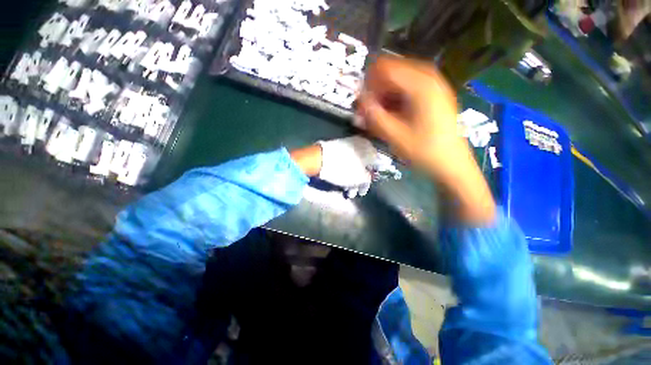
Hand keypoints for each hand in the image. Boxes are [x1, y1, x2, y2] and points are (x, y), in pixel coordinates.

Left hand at [317, 136, 376, 197]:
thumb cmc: (344, 169)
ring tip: (348, 192)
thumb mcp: (361, 178)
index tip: (370, 185)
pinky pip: (346, 161)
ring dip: (352, 180)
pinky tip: (342, 184)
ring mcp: (348, 145)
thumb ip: (369, 179)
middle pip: (364, 165)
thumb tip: (370, 177)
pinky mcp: (338, 148)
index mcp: (370, 149)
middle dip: (361, 181)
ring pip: (354, 165)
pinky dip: (346, 172)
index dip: (375, 176)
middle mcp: (361, 144)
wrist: (319, 159)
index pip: (378, 163)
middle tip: (358, 192)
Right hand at [357, 56, 494, 224]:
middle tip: (371, 111)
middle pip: (393, 70)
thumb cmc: (424, 151)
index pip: (385, 67)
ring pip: (400, 79)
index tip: (362, 103)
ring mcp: (434, 85)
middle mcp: (429, 78)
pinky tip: (394, 115)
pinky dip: (396, 98)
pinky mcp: (435, 95)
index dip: (369, 83)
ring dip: (386, 94)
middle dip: (377, 89)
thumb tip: (360, 99)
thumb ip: (375, 116)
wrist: (452, 164)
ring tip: (381, 115)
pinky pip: (409, 87)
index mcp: (420, 85)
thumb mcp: (395, 136)